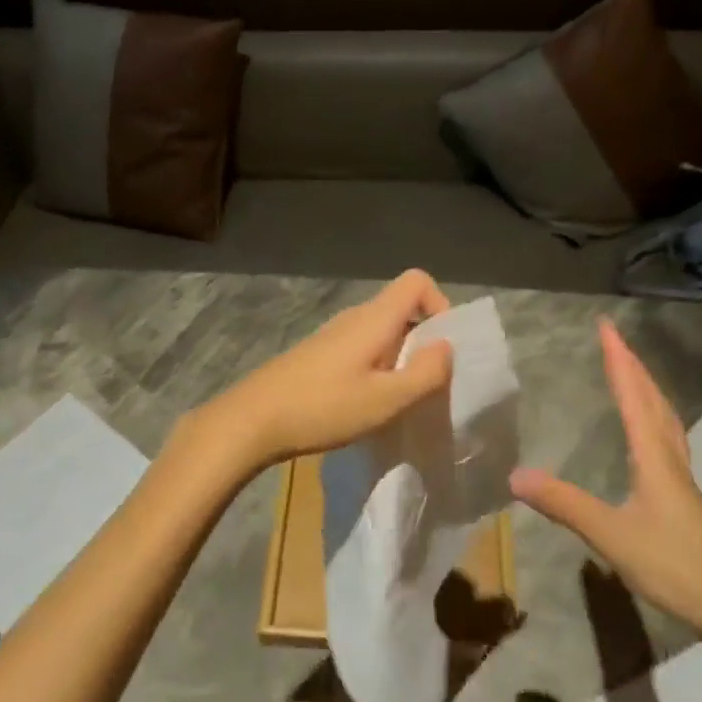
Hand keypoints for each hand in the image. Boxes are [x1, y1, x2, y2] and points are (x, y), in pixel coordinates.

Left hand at [183, 269, 454, 478]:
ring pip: (382, 332)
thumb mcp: (385, 400)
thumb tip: (448, 346)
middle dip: (424, 340)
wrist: (253, 420)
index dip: (440, 305)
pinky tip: (366, 404)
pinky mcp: (319, 354)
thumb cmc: (323, 407)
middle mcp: (355, 317)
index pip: (417, 281)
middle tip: (426, 385)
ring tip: (397, 400)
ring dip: (400, 358)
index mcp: (374, 318)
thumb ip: (425, 373)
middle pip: (402, 308)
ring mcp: (333, 334)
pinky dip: (377, 367)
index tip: (442, 349)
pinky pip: (362, 348)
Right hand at [508, 319, 701, 650]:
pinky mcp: (687, 502)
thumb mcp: (612, 536)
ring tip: (633, 374)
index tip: (607, 326)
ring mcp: (683, 482)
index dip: (618, 360)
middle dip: (633, 366)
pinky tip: (651, 437)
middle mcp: (671, 460)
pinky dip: (655, 420)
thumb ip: (564, 504)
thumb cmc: (677, 567)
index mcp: (654, 458)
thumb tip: (514, 475)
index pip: (633, 397)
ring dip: (647, 390)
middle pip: (654, 401)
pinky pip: (668, 442)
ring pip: (666, 421)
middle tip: (615, 339)